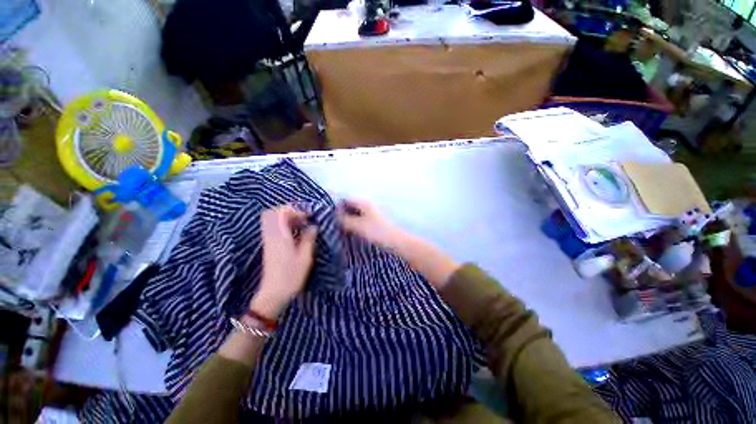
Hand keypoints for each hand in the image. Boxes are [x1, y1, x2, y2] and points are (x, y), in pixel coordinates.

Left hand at [252, 205, 317, 317]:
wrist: (274, 292)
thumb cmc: (291, 276)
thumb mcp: (305, 258)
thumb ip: (308, 240)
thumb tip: (313, 227)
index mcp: (280, 234)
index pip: (282, 211)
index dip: (295, 210)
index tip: (308, 216)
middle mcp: (271, 234)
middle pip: (273, 213)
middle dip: (288, 212)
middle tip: (302, 219)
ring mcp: (267, 241)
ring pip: (271, 221)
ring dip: (284, 220)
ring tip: (299, 227)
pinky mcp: (267, 248)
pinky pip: (271, 229)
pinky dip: (281, 228)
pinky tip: (293, 237)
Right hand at [337, 199, 406, 249]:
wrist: (398, 243)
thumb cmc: (378, 232)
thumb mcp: (358, 226)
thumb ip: (344, 220)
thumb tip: (334, 216)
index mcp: (364, 203)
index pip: (345, 200)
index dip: (335, 207)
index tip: (326, 216)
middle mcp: (368, 206)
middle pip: (350, 207)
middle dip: (341, 214)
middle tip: (330, 225)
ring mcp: (372, 215)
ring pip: (355, 215)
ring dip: (347, 221)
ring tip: (338, 230)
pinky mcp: (375, 224)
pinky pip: (360, 222)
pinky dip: (354, 226)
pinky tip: (350, 234)